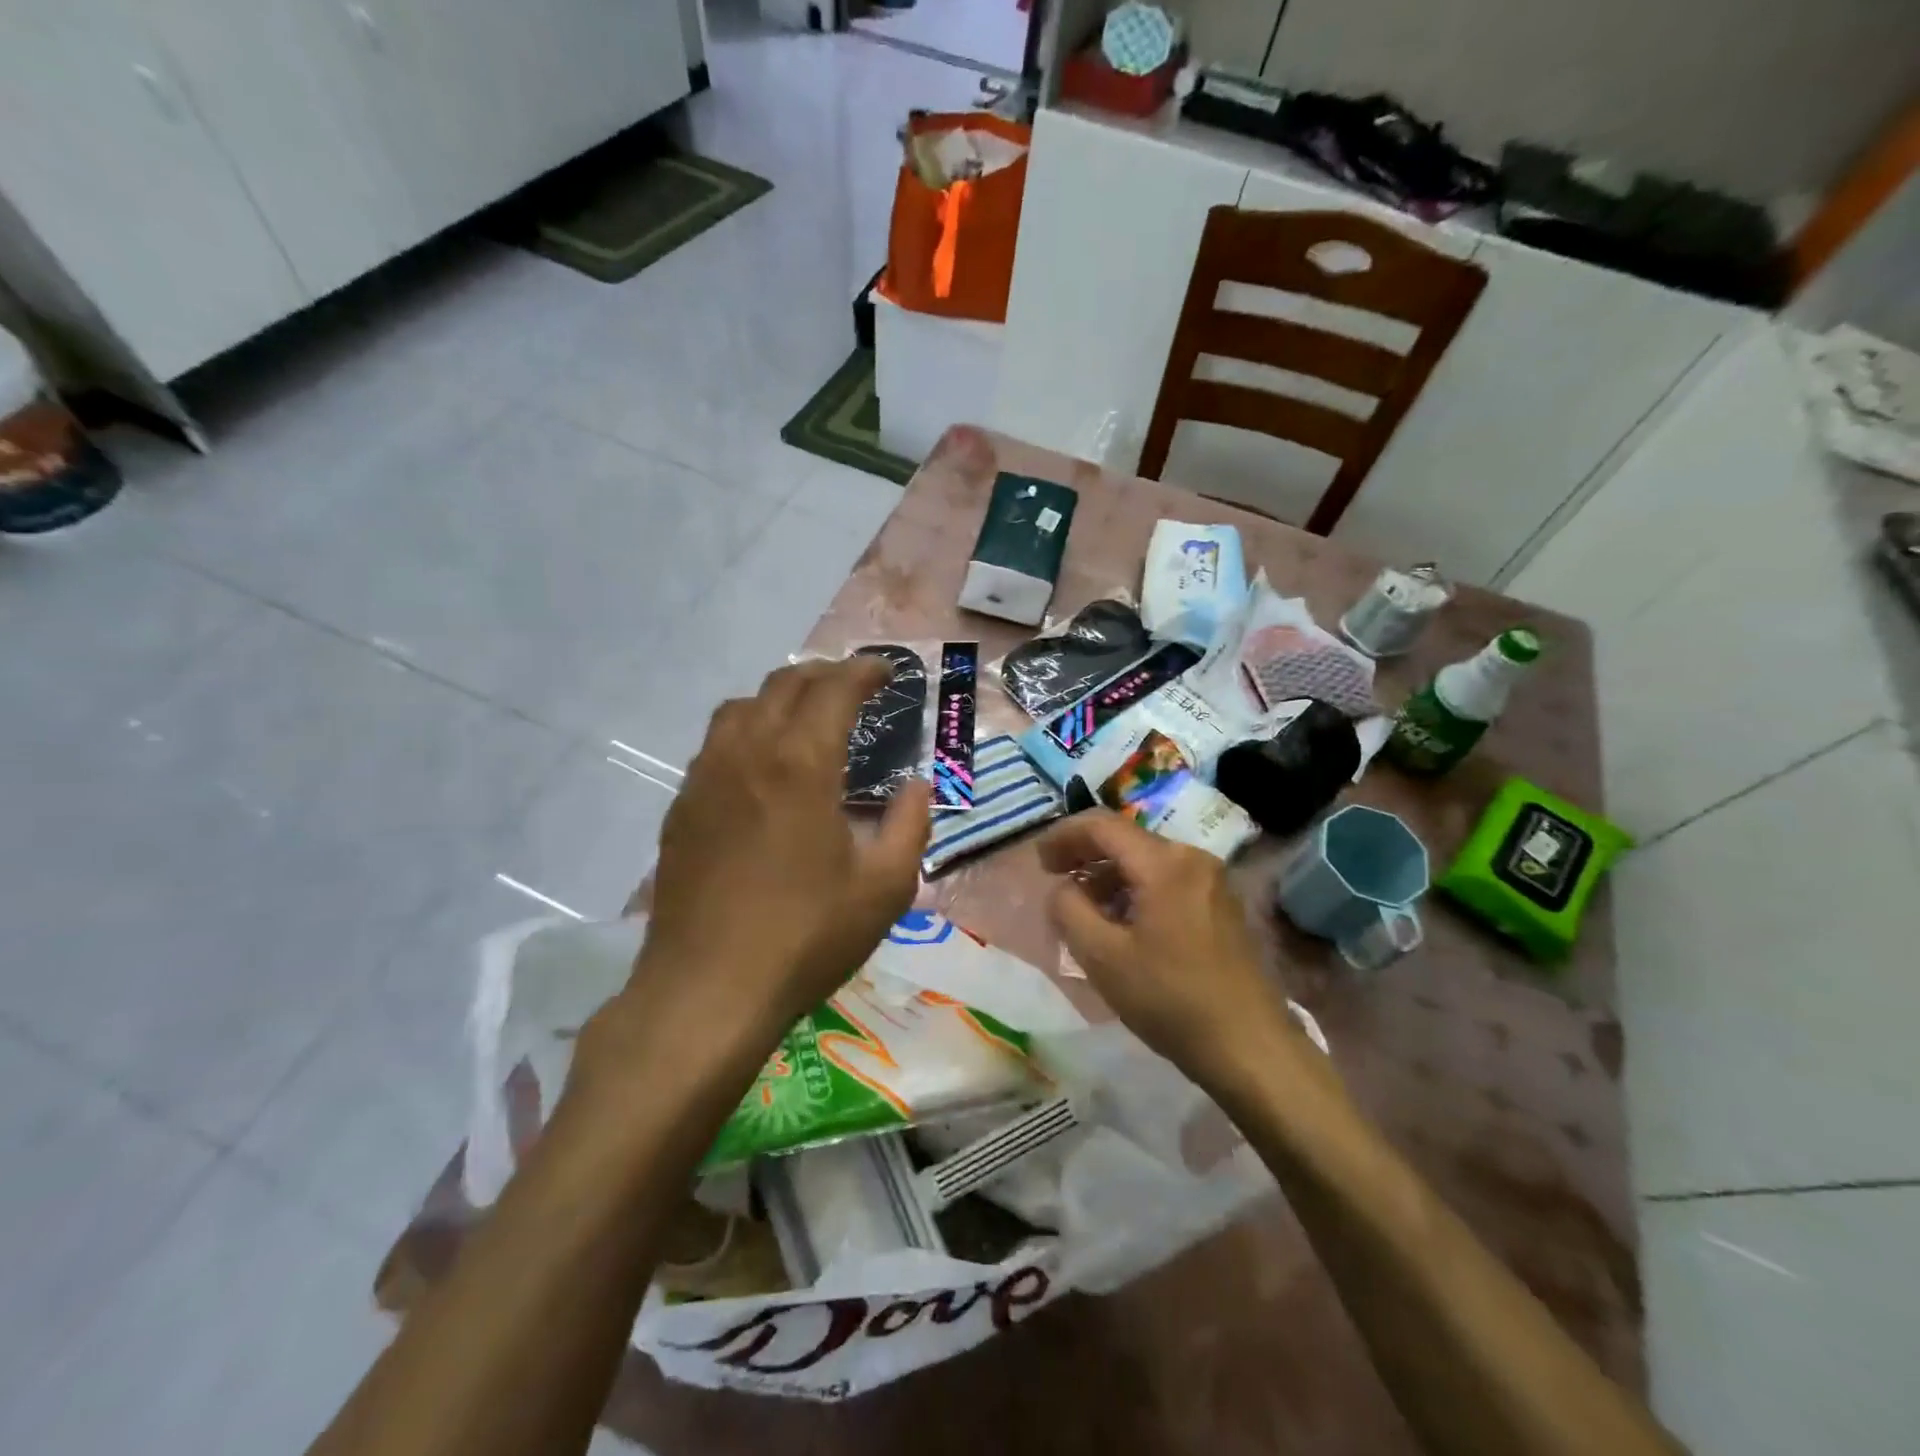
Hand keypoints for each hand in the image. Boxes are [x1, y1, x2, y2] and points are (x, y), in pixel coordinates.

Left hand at [583, 659, 931, 1091]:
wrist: (707, 990)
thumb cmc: (805, 937)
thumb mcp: (884, 888)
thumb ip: (910, 825)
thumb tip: (917, 785)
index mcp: (801, 763)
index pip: (834, 688)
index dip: (864, 671)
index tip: (887, 672)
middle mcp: (748, 753)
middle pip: (783, 684)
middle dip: (824, 675)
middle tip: (854, 688)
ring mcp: (705, 777)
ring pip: (741, 706)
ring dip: (780, 697)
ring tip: (806, 719)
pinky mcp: (681, 807)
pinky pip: (715, 743)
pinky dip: (747, 731)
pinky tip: (762, 767)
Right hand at [1038, 810, 1297, 1077]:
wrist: (1250, 1048)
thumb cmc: (1170, 1000)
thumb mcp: (1102, 957)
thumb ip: (1068, 909)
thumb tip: (1063, 887)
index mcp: (1164, 862)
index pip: (1102, 825)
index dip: (1063, 836)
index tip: (1038, 862)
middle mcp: (1192, 858)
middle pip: (1126, 840)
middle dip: (1085, 855)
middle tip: (1054, 880)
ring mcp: (1212, 881)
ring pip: (1146, 861)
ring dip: (1109, 876)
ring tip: (1083, 908)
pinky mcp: (1221, 905)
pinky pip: (1167, 880)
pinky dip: (1135, 890)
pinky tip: (1121, 923)